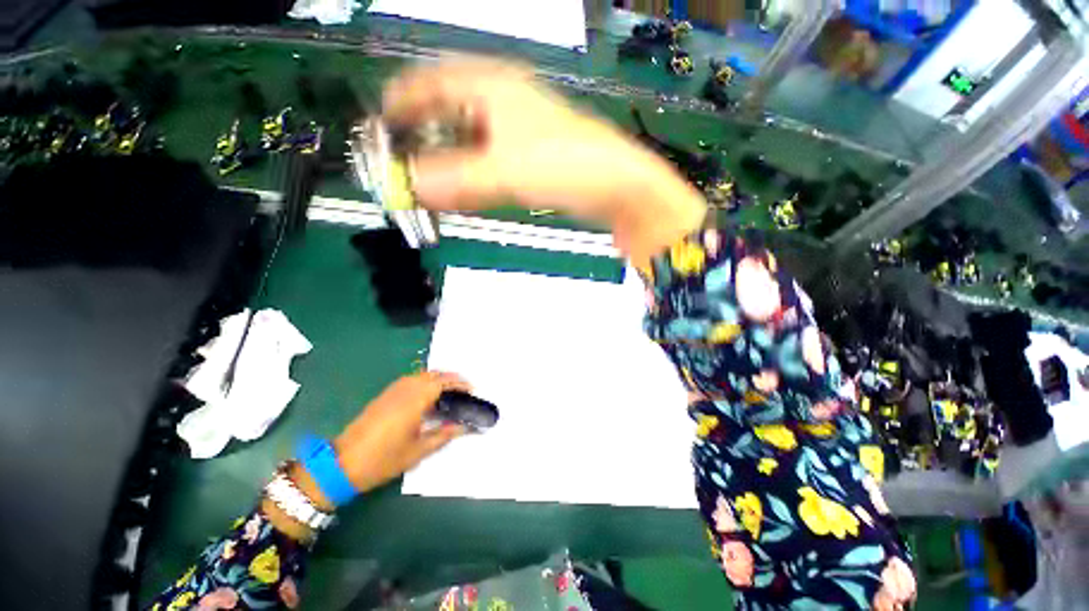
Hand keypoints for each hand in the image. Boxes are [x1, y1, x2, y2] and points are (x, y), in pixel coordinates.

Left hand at [332, 371, 468, 493]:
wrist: (342, 463)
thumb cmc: (384, 458)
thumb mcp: (418, 450)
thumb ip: (444, 434)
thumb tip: (464, 426)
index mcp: (416, 399)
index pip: (444, 381)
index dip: (460, 383)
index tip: (472, 390)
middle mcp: (406, 388)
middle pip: (434, 374)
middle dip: (451, 379)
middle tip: (463, 391)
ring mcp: (393, 390)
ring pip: (422, 375)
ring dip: (438, 379)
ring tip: (449, 393)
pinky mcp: (385, 395)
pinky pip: (411, 380)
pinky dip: (425, 382)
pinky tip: (427, 397)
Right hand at [382, 59, 705, 265]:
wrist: (618, 188)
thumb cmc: (567, 166)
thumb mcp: (506, 170)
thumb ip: (457, 180)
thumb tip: (410, 188)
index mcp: (494, 87)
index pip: (432, 83)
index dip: (402, 104)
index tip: (381, 131)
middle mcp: (503, 104)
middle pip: (448, 115)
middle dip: (424, 142)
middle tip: (405, 170)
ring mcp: (518, 133)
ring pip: (469, 144)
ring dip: (448, 166)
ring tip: (429, 188)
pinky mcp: (530, 160)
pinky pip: (490, 165)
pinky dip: (472, 179)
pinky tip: (464, 195)